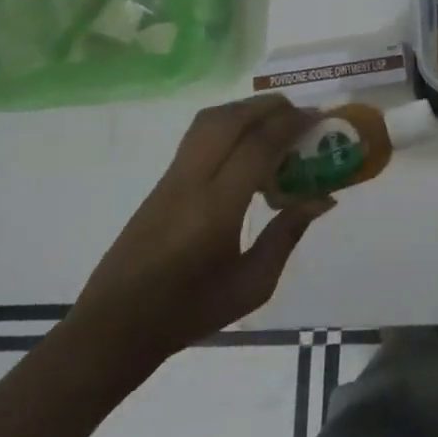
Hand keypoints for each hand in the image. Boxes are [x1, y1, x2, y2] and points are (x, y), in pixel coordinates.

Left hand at [71, 95, 332, 367]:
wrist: (114, 328)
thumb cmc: (189, 312)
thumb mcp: (252, 284)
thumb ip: (287, 234)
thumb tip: (323, 197)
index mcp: (216, 209)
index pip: (258, 146)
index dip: (291, 125)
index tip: (318, 119)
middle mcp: (191, 183)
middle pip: (231, 120)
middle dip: (269, 107)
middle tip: (300, 115)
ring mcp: (171, 179)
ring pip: (209, 121)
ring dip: (246, 110)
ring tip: (276, 122)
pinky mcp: (162, 183)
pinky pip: (198, 136)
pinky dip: (229, 125)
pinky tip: (247, 146)